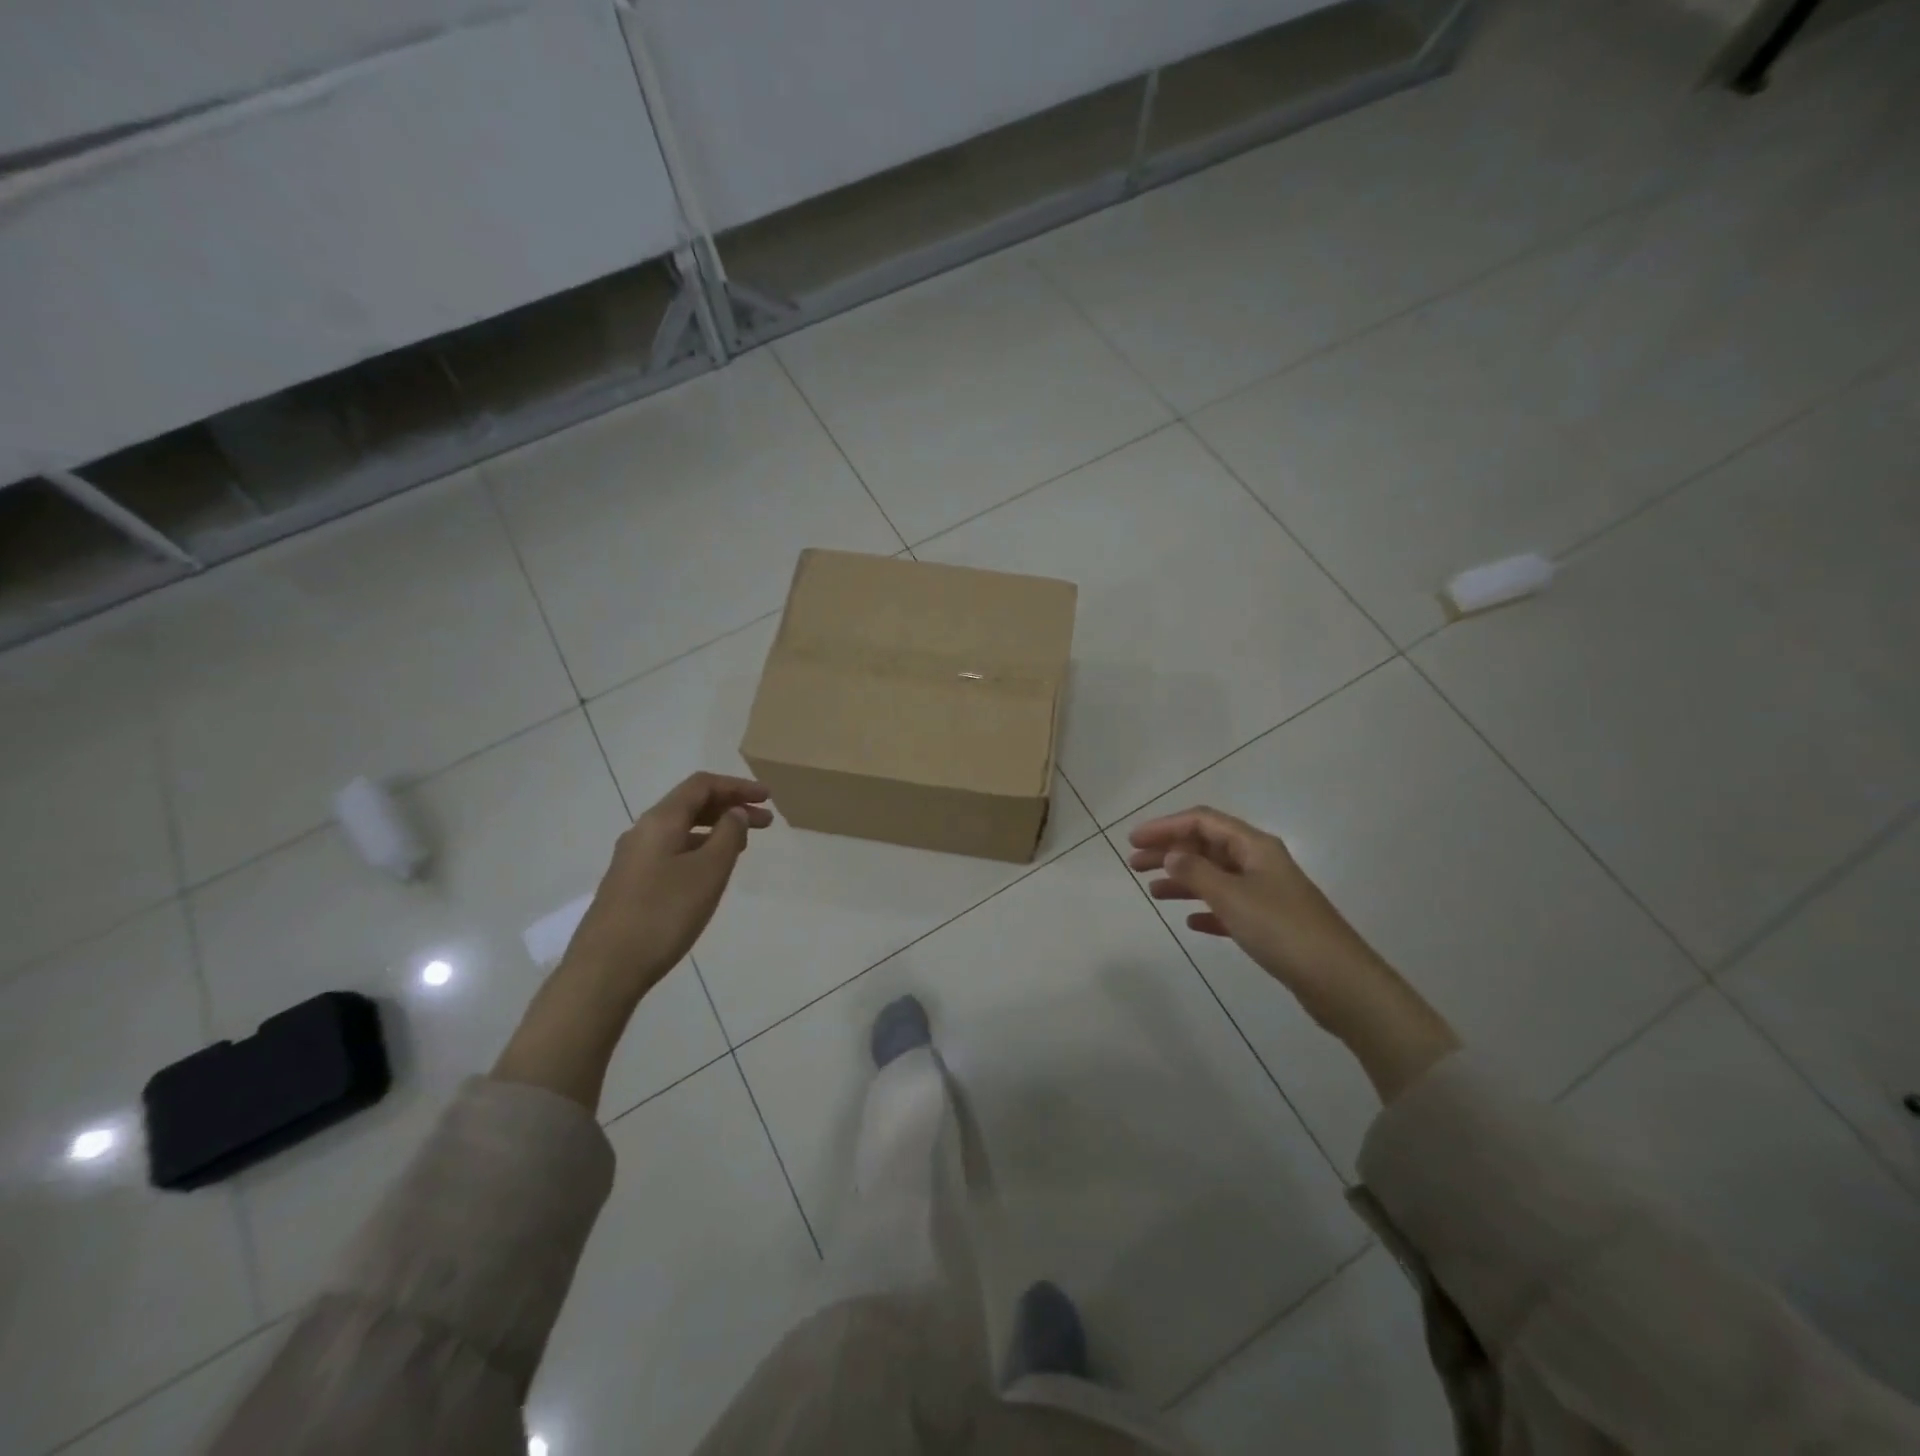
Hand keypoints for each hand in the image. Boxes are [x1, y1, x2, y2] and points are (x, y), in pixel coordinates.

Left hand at [561, 772, 772, 996]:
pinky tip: (711, 872)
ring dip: (715, 830)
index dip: (737, 786)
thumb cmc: (664, 914)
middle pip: (691, 805)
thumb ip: (728, 835)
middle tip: (766, 822)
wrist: (605, 968)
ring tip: (744, 845)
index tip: (768, 797)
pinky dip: (699, 849)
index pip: (702, 785)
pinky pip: (671, 851)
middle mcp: (643, 831)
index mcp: (660, 821)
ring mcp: (633, 859)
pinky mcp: (630, 883)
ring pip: (681, 830)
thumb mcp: (708, 871)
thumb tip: (734, 812)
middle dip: (730, 807)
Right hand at [1127, 806, 1387, 1024]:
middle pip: (1207, 846)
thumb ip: (1196, 872)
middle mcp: (1260, 862)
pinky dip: (1207, 909)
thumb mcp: (1232, 896)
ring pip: (1216, 876)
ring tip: (1153, 891)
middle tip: (1134, 864)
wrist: (1339, 981)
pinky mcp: (1271, 923)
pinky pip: (1229, 906)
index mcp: (1254, 846)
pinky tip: (1191, 922)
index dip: (1165, 826)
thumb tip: (1171, 854)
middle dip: (1170, 850)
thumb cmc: (1282, 930)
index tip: (1134, 840)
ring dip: (1184, 879)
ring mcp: (1267, 893)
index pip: (1202, 821)